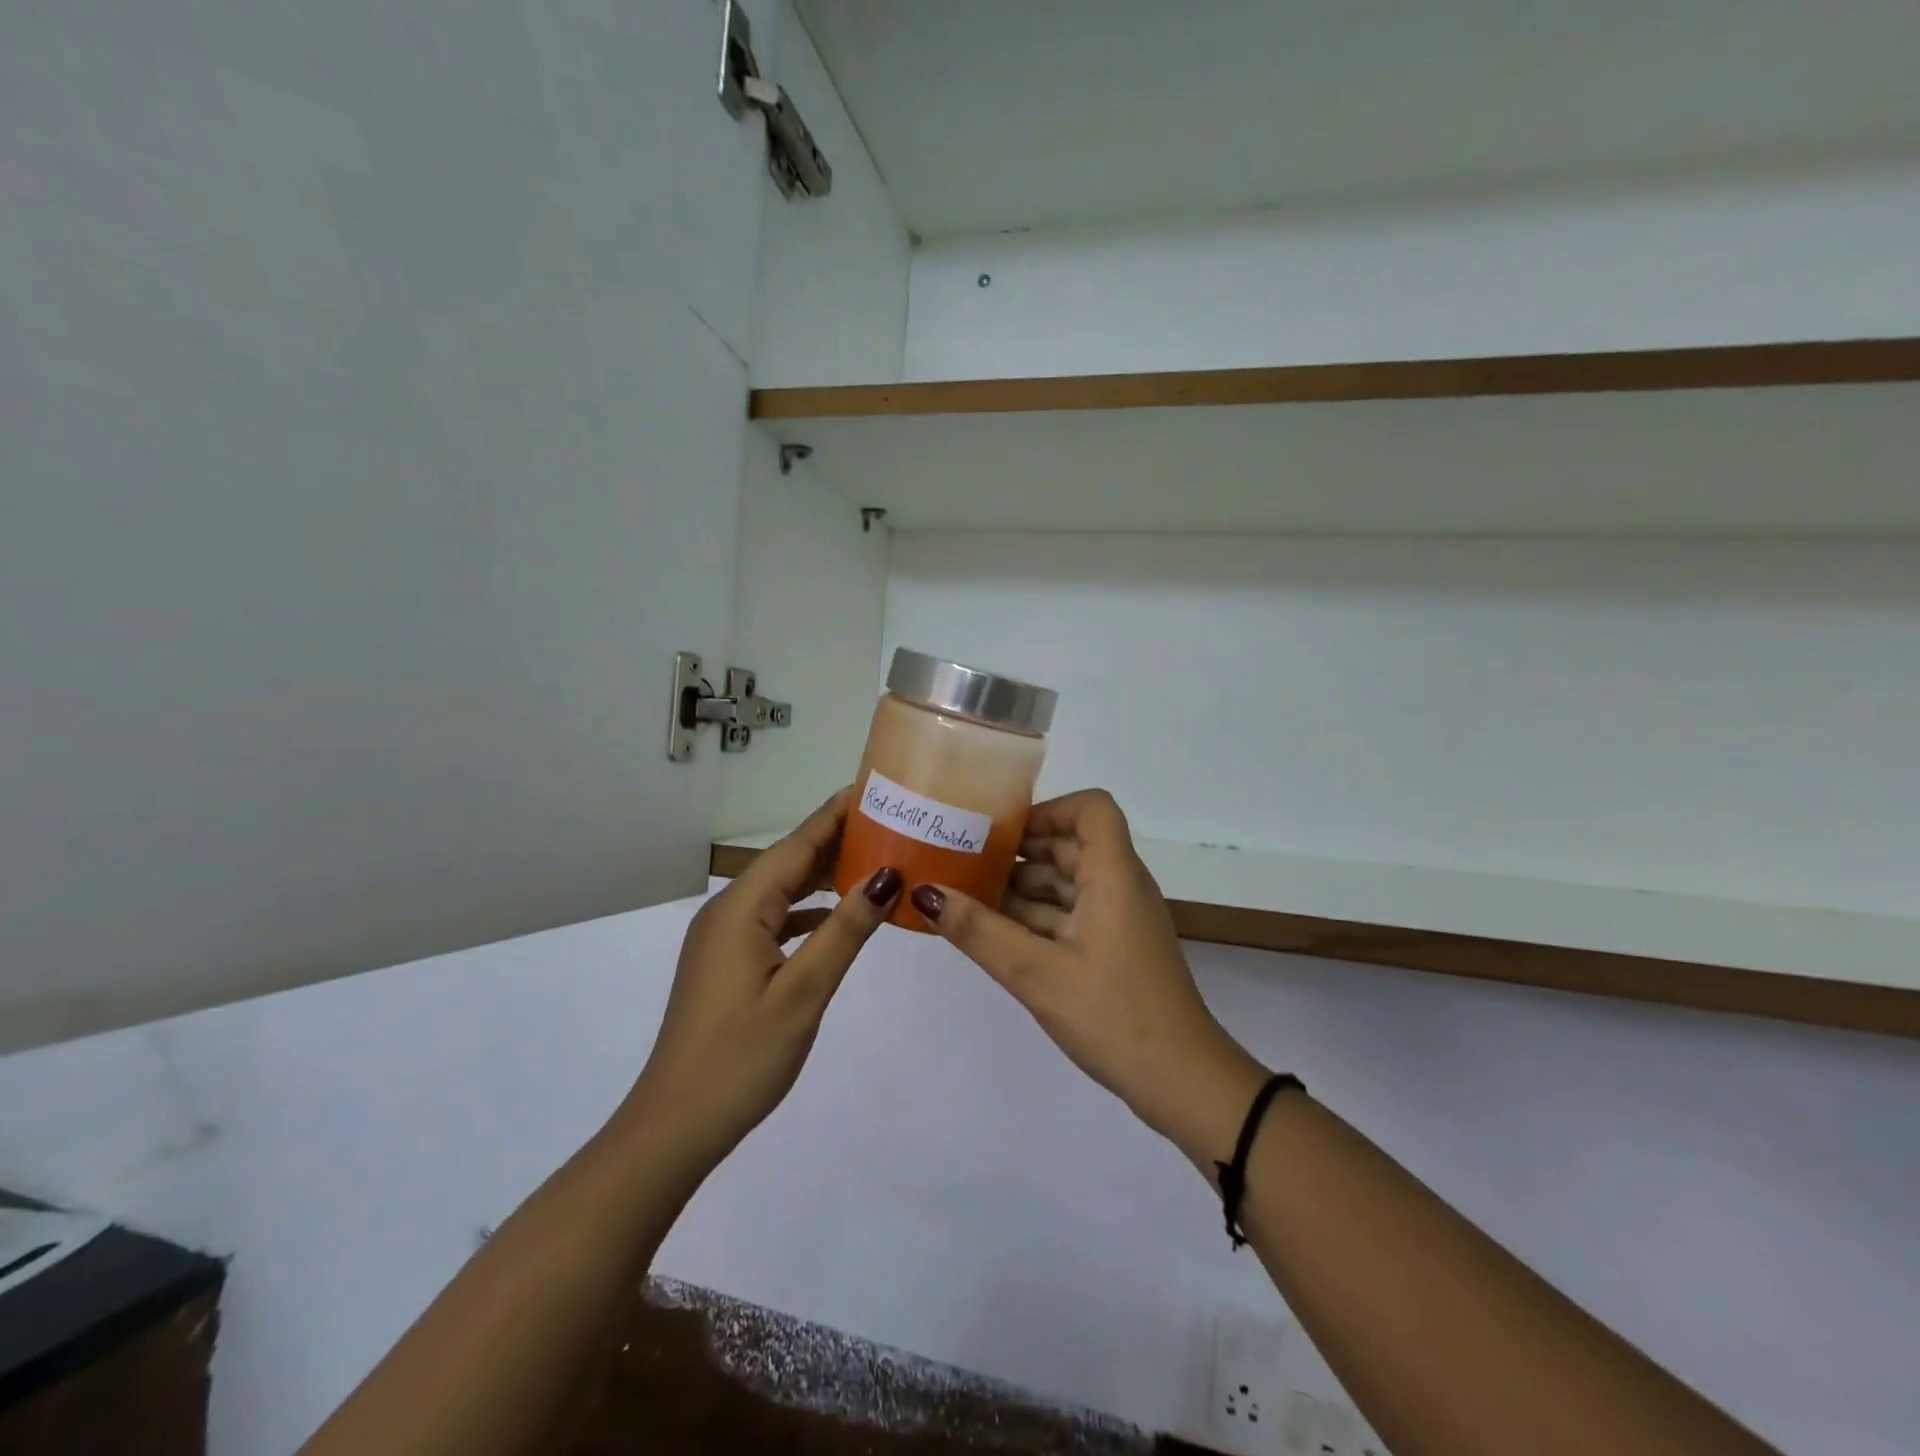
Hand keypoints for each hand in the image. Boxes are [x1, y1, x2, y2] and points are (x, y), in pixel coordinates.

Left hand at [626, 790, 902, 1171]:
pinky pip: (773, 918)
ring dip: (823, 875)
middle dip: (836, 840)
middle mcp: (727, 911)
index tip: (876, 788)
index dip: (836, 814)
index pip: (798, 844)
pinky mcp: (726, 961)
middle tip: (890, 824)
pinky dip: (807, 910)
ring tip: (875, 861)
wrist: (674, 1127)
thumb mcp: (804, 992)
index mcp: (741, 908)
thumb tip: (887, 876)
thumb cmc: (740, 1058)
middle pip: (788, 861)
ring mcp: (723, 937)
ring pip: (781, 890)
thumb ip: (846, 930)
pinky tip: (836, 917)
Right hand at [909, 790, 1268, 1163]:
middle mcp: (1120, 887)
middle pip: (1069, 846)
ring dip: (1020, 889)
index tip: (1002, 832)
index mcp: (1114, 875)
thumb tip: (926, 893)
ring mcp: (1118, 921)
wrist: (1182, 1082)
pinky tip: (992, 934)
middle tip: (963, 861)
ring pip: (1065, 885)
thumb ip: (979, 931)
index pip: (1090, 809)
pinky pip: (1069, 917)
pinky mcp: (1113, 950)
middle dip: (1018, 852)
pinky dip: (1033, 919)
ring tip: (965, 898)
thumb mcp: (1037, 973)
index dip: (1048, 810)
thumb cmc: (1114, 1014)